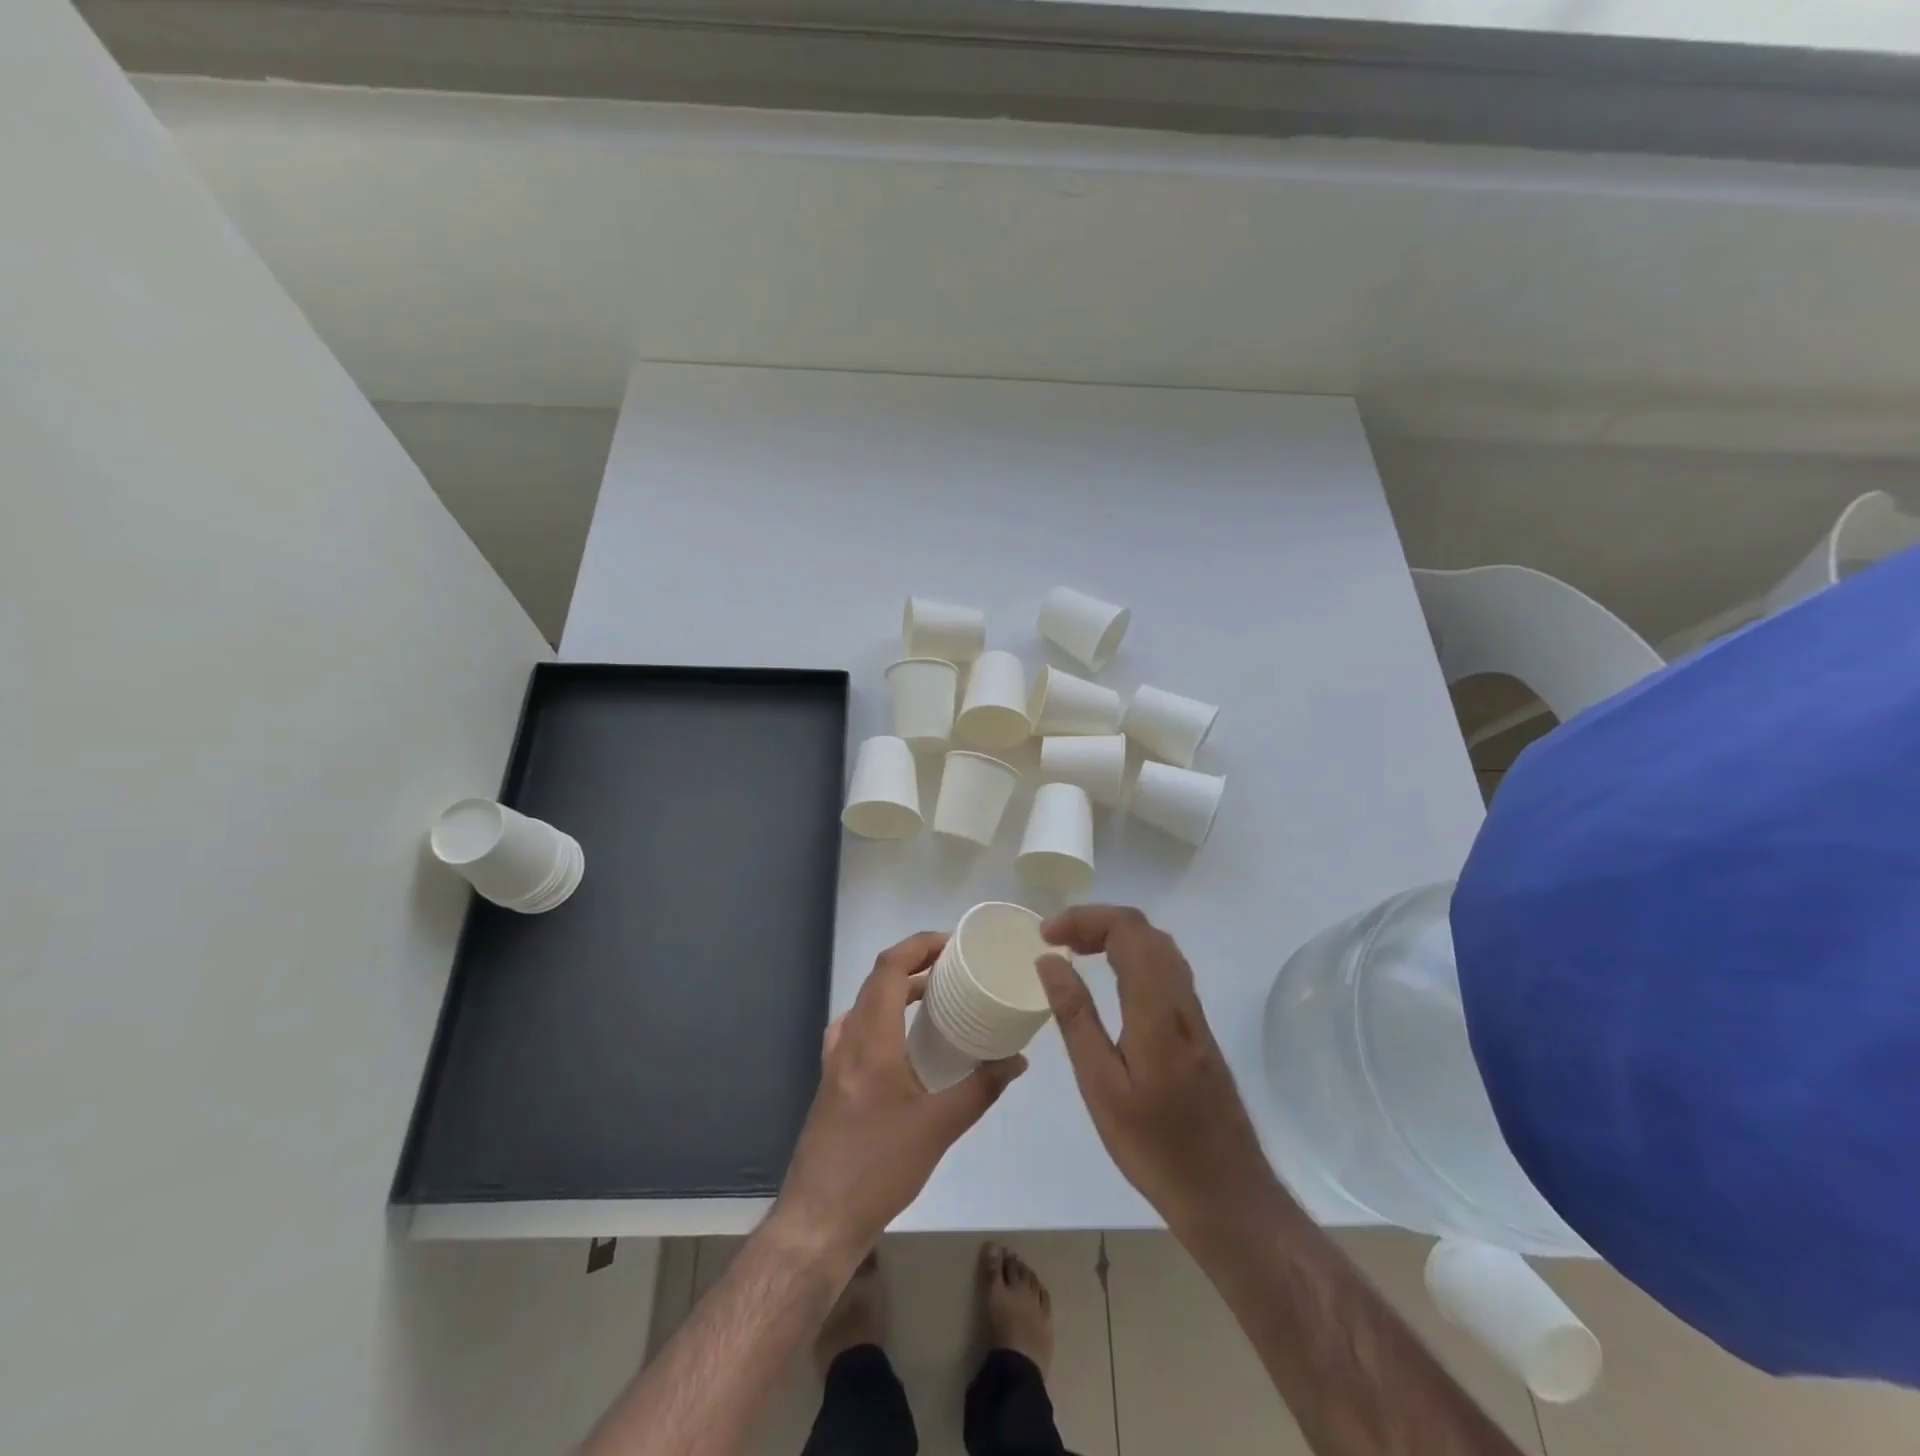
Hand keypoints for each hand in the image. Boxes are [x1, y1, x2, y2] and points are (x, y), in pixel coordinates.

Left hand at [772, 932, 1026, 1269]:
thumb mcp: (938, 1128)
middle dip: (915, 964)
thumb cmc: (878, 1167)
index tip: (953, 944)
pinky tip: (905, 1042)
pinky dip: (885, 1017)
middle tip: (955, 968)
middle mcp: (848, 1039)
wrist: (819, 1219)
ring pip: (867, 1004)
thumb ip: (981, 1089)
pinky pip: (860, 1028)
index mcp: (870, 1038)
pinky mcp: (834, 1081)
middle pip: (877, 980)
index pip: (889, 967)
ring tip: (936, 997)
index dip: (919, 945)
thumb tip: (1017, 1060)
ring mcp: (836, 1060)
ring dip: (899, 990)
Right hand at [1036, 906, 1280, 1230]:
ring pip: (1159, 947)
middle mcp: (1181, 1000)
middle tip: (1056, 940)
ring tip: (1076, 952)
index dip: (1084, 919)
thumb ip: (1075, 1017)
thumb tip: (1049, 961)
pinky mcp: (1197, 1030)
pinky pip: (1166, 969)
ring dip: (1116, 936)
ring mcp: (1194, 1014)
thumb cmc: (1155, 1146)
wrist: (1227, 1194)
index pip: (1127, 930)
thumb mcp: (1101, 1085)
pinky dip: (1133, 956)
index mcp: (1156, 1008)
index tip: (1046, 936)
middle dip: (1097, 921)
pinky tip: (1112, 981)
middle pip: (1145, 930)